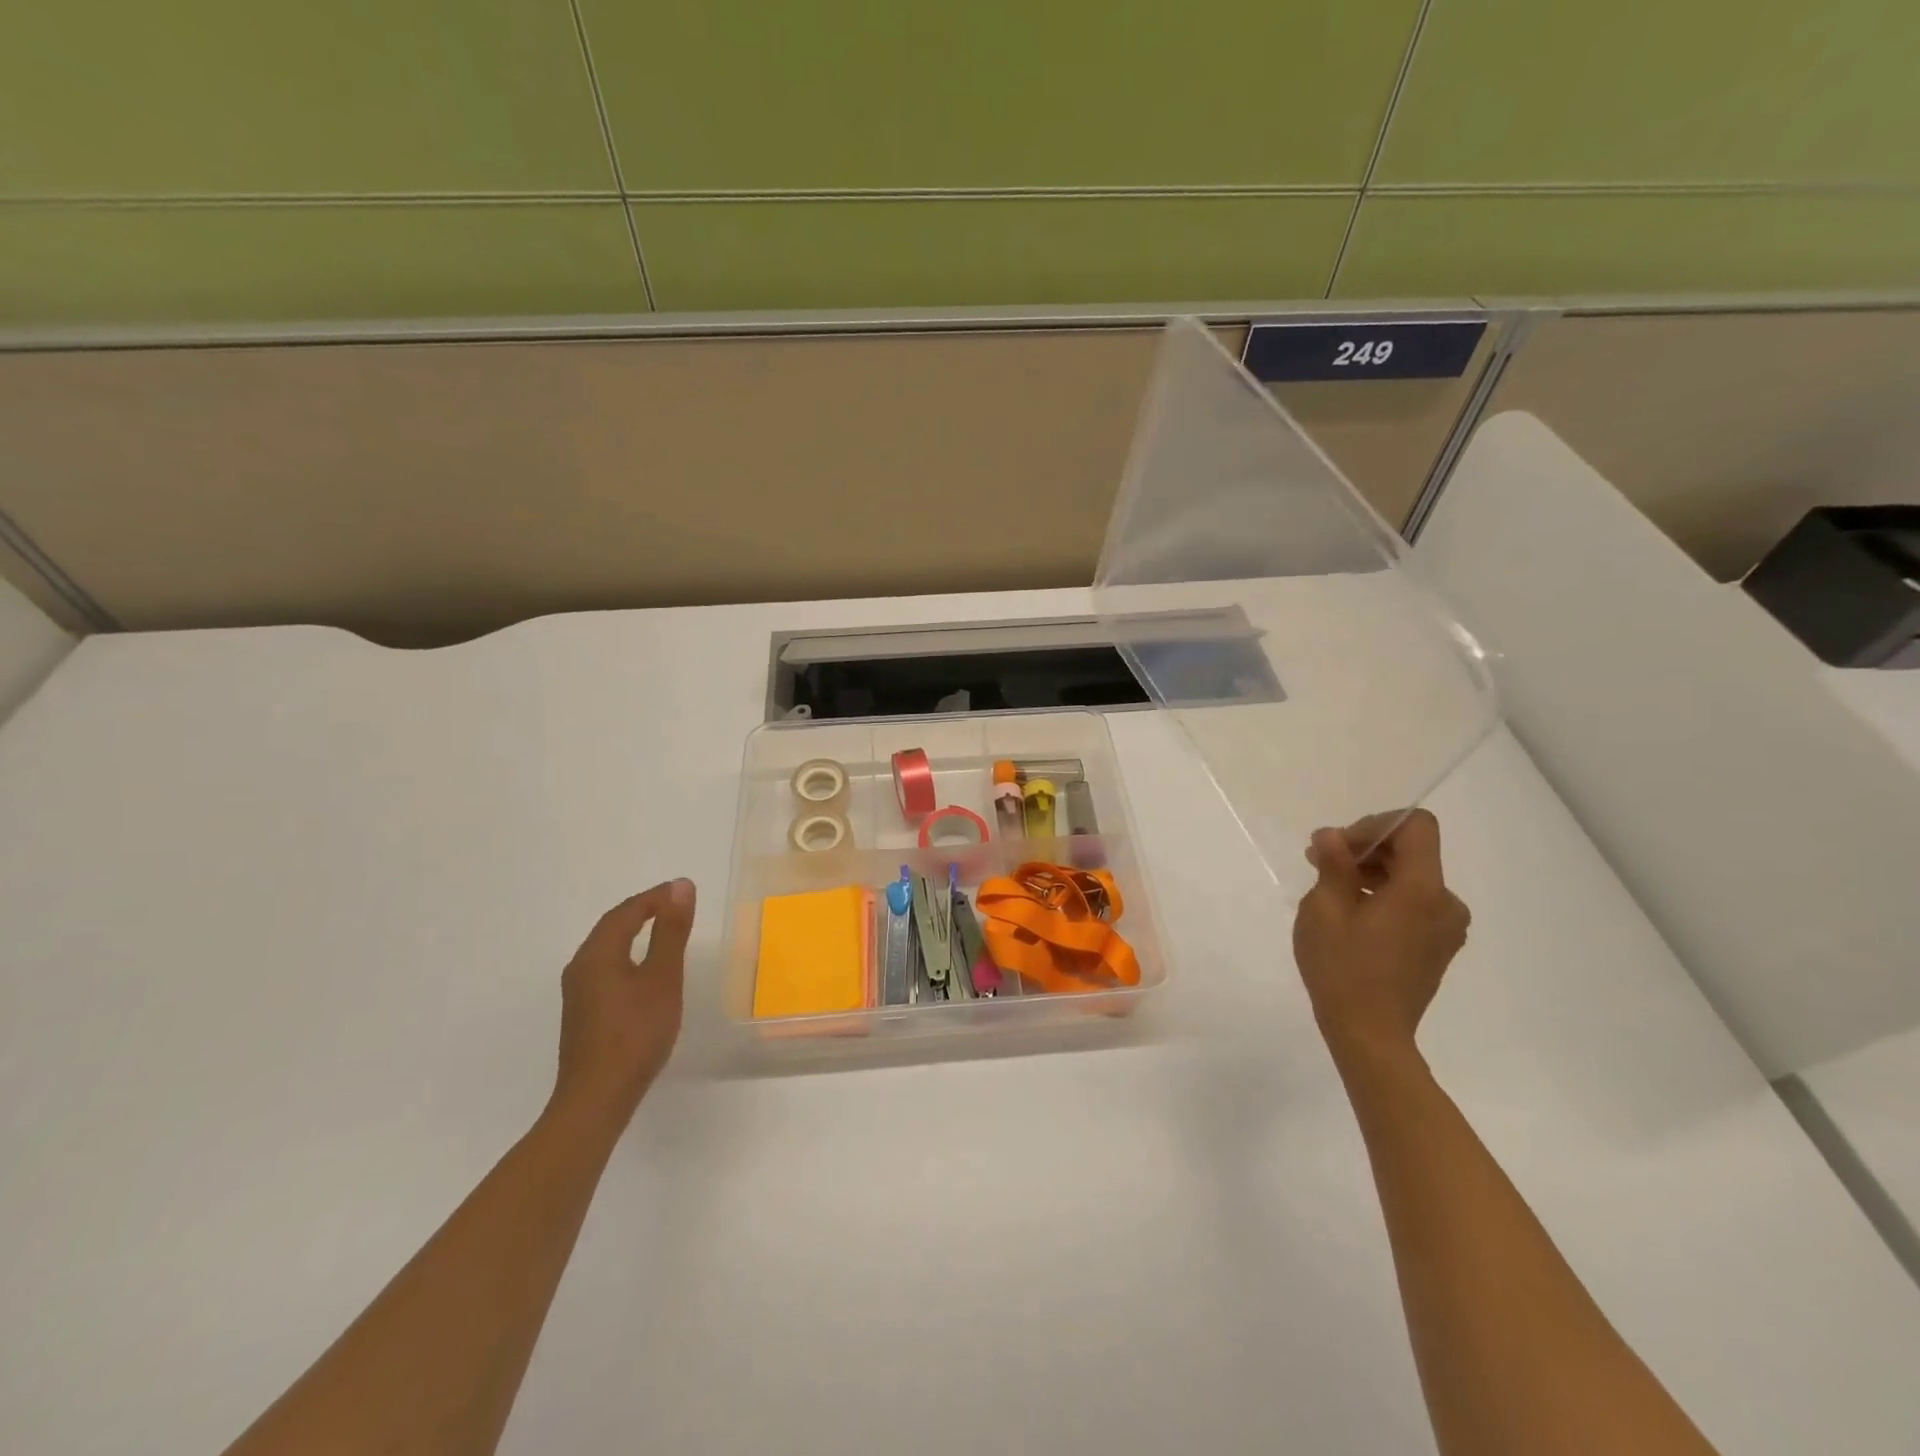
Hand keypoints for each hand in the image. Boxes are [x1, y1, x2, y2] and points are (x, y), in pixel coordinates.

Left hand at [551, 879, 695, 1130]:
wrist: (597, 1099)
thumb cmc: (635, 1034)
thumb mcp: (663, 978)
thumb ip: (671, 932)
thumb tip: (680, 886)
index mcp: (597, 954)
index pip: (626, 911)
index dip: (655, 896)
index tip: (684, 890)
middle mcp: (581, 967)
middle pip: (612, 927)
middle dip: (644, 910)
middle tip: (677, 905)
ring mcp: (578, 993)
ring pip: (607, 948)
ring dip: (635, 932)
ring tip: (666, 929)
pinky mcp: (583, 1013)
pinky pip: (606, 968)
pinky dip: (629, 955)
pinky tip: (645, 970)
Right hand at [1291, 810, 1469, 1063]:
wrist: (1370, 1034)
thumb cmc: (1342, 968)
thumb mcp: (1324, 910)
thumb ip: (1333, 865)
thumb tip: (1331, 836)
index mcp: (1423, 890)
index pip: (1416, 827)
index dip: (1375, 824)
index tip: (1338, 847)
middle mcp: (1446, 903)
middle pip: (1413, 851)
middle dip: (1366, 848)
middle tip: (1319, 862)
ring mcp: (1447, 927)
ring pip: (1411, 877)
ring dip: (1372, 872)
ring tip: (1330, 889)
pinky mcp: (1438, 945)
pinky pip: (1415, 902)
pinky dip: (1385, 895)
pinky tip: (1352, 913)